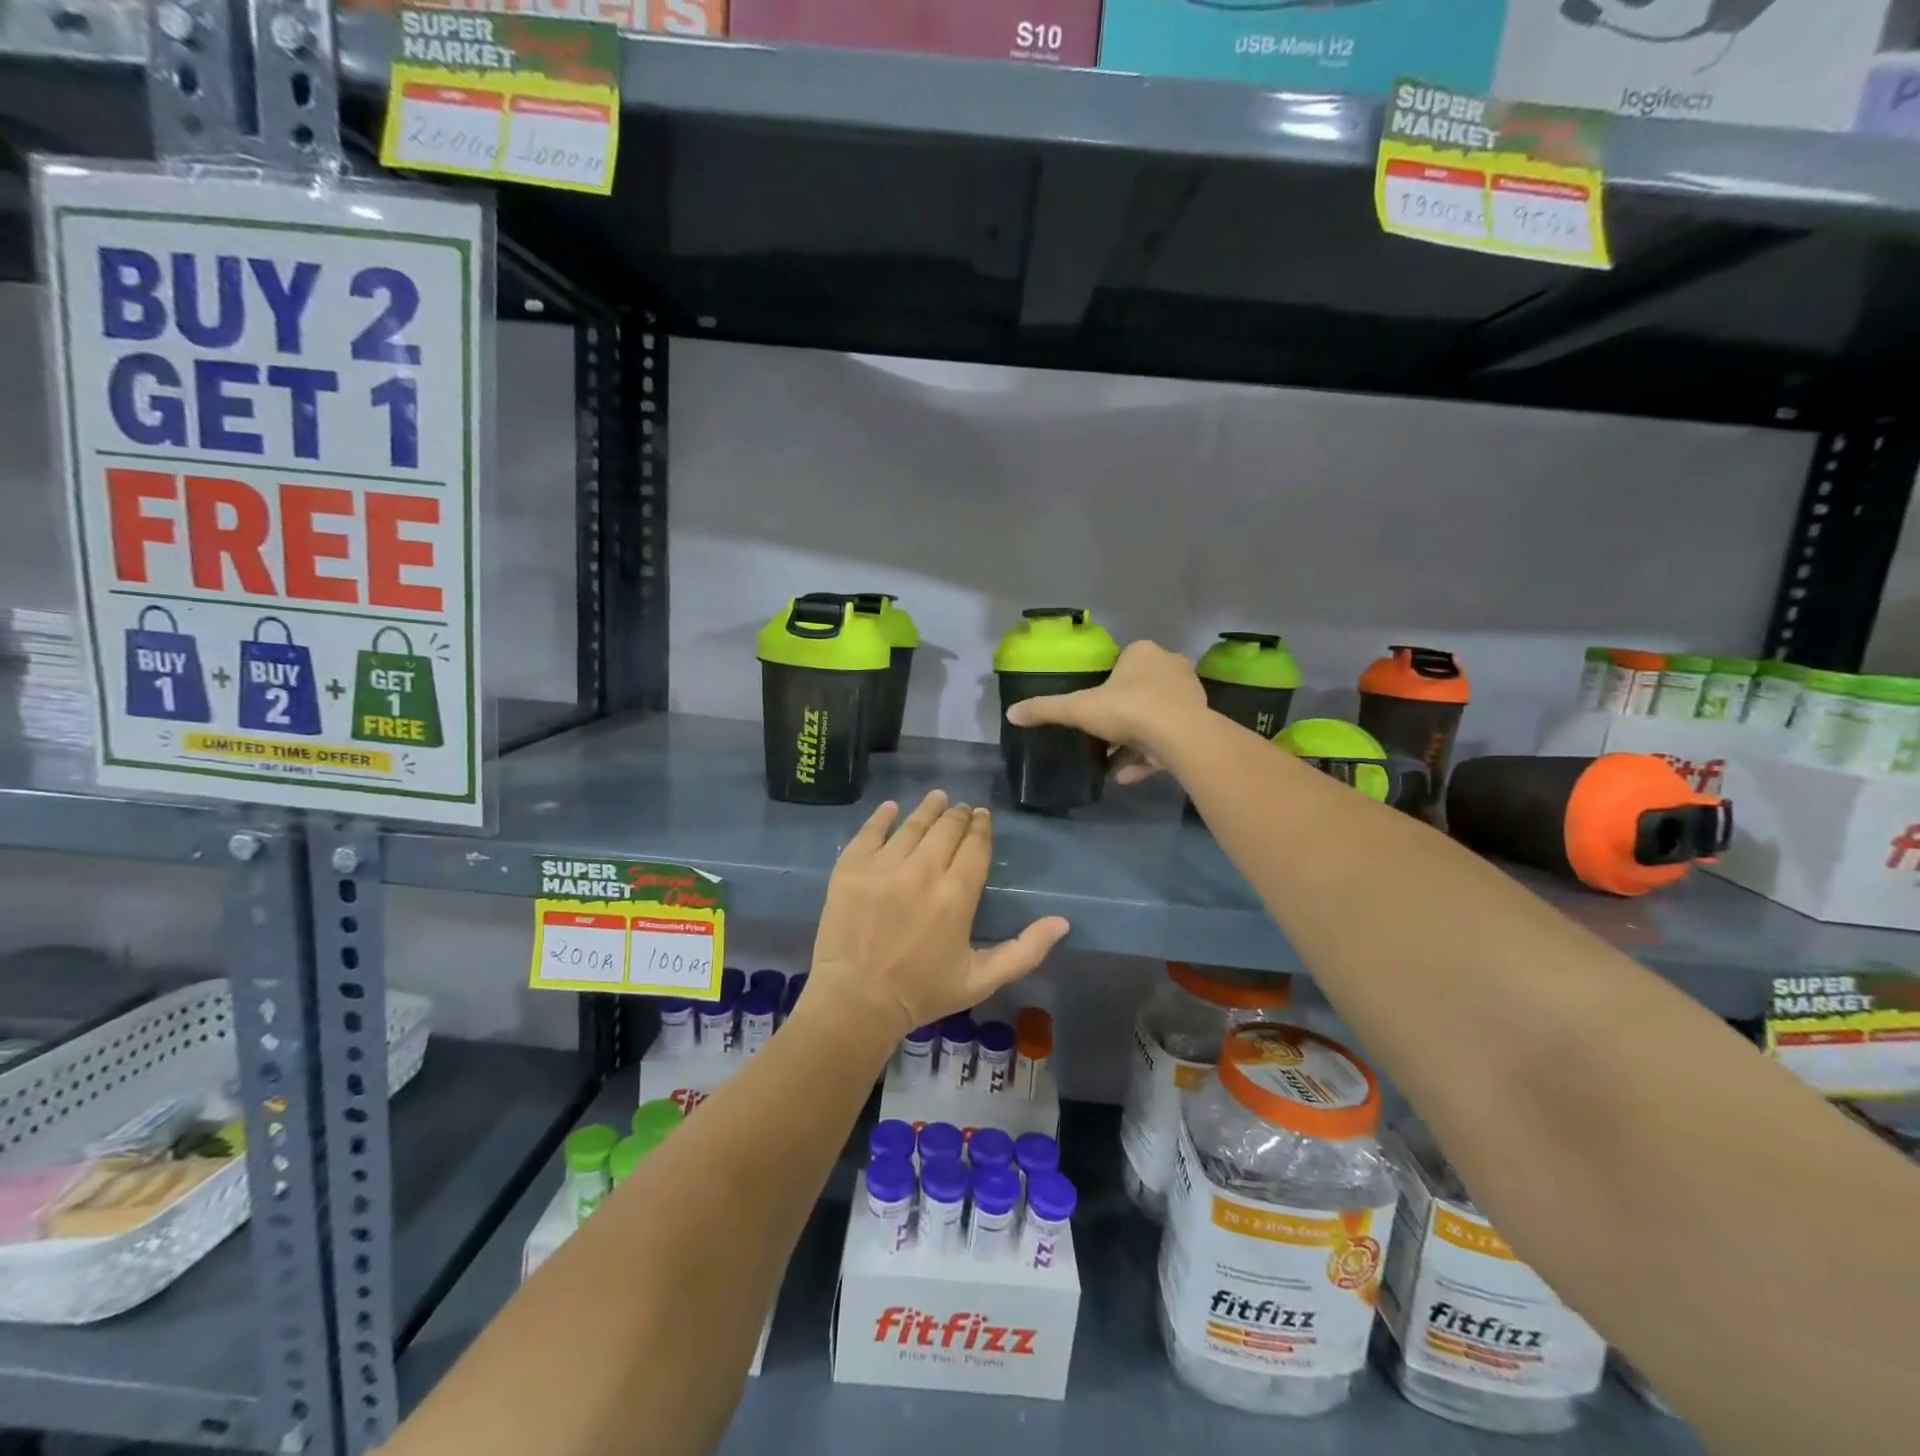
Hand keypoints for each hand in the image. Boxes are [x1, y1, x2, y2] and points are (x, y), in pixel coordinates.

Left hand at [807, 791, 1069, 1041]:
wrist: (855, 1002)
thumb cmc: (921, 993)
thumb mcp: (981, 980)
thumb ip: (1025, 951)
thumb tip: (1062, 922)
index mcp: (956, 896)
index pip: (975, 846)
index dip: (980, 827)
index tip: (982, 816)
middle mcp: (922, 871)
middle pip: (946, 829)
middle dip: (957, 815)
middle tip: (961, 809)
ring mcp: (883, 866)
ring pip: (912, 825)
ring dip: (928, 809)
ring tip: (937, 798)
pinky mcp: (851, 867)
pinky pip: (870, 831)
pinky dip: (883, 816)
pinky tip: (892, 808)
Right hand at [1004, 640, 1207, 782]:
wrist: (1181, 737)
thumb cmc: (1128, 709)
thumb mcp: (1078, 709)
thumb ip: (1045, 709)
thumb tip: (1011, 713)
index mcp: (1143, 653)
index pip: (1121, 663)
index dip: (1105, 686)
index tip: (1092, 708)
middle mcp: (1170, 667)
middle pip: (1138, 691)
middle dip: (1119, 717)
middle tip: (1101, 736)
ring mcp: (1188, 696)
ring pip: (1154, 718)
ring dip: (1132, 742)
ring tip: (1111, 765)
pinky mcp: (1199, 724)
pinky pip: (1167, 739)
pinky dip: (1148, 756)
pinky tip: (1127, 776)